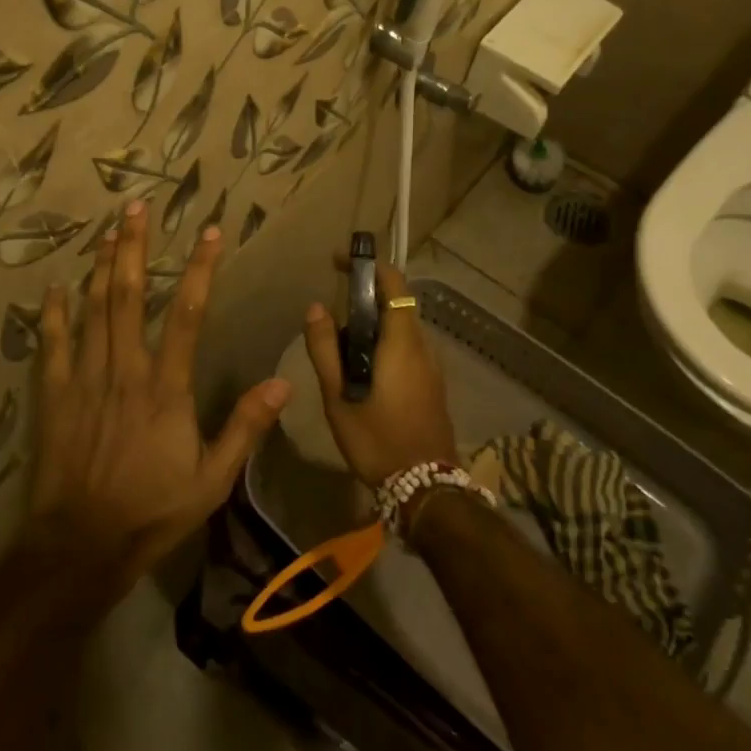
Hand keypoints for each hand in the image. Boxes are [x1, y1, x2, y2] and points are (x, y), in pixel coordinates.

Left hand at [29, 200, 291, 592]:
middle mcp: (125, 370)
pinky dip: (53, 313)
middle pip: (127, 295)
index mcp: (166, 388)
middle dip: (132, 247)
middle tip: (135, 207)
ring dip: (99, 266)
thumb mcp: (213, 480)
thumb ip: (245, 428)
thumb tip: (283, 383)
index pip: (186, 314)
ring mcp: (84, 380)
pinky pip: (52, 345)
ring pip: (91, 310)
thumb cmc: (152, 511)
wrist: (80, 546)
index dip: (200, 269)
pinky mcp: (54, 396)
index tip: (210, 233)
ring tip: (106, 229)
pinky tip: (55, 287)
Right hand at [302, 256, 455, 485]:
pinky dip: (384, 342)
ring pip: (402, 326)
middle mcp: (423, 346)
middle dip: (365, 295)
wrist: (426, 488)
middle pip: (397, 303)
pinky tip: (362, 369)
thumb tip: (317, 308)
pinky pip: (407, 347)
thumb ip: (325, 349)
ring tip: (339, 342)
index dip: (368, 265)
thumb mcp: (339, 397)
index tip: (338, 262)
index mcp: (402, 342)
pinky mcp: (433, 383)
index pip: (393, 283)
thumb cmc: (377, 440)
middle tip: (330, 310)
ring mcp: (432, 366)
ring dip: (373, 322)